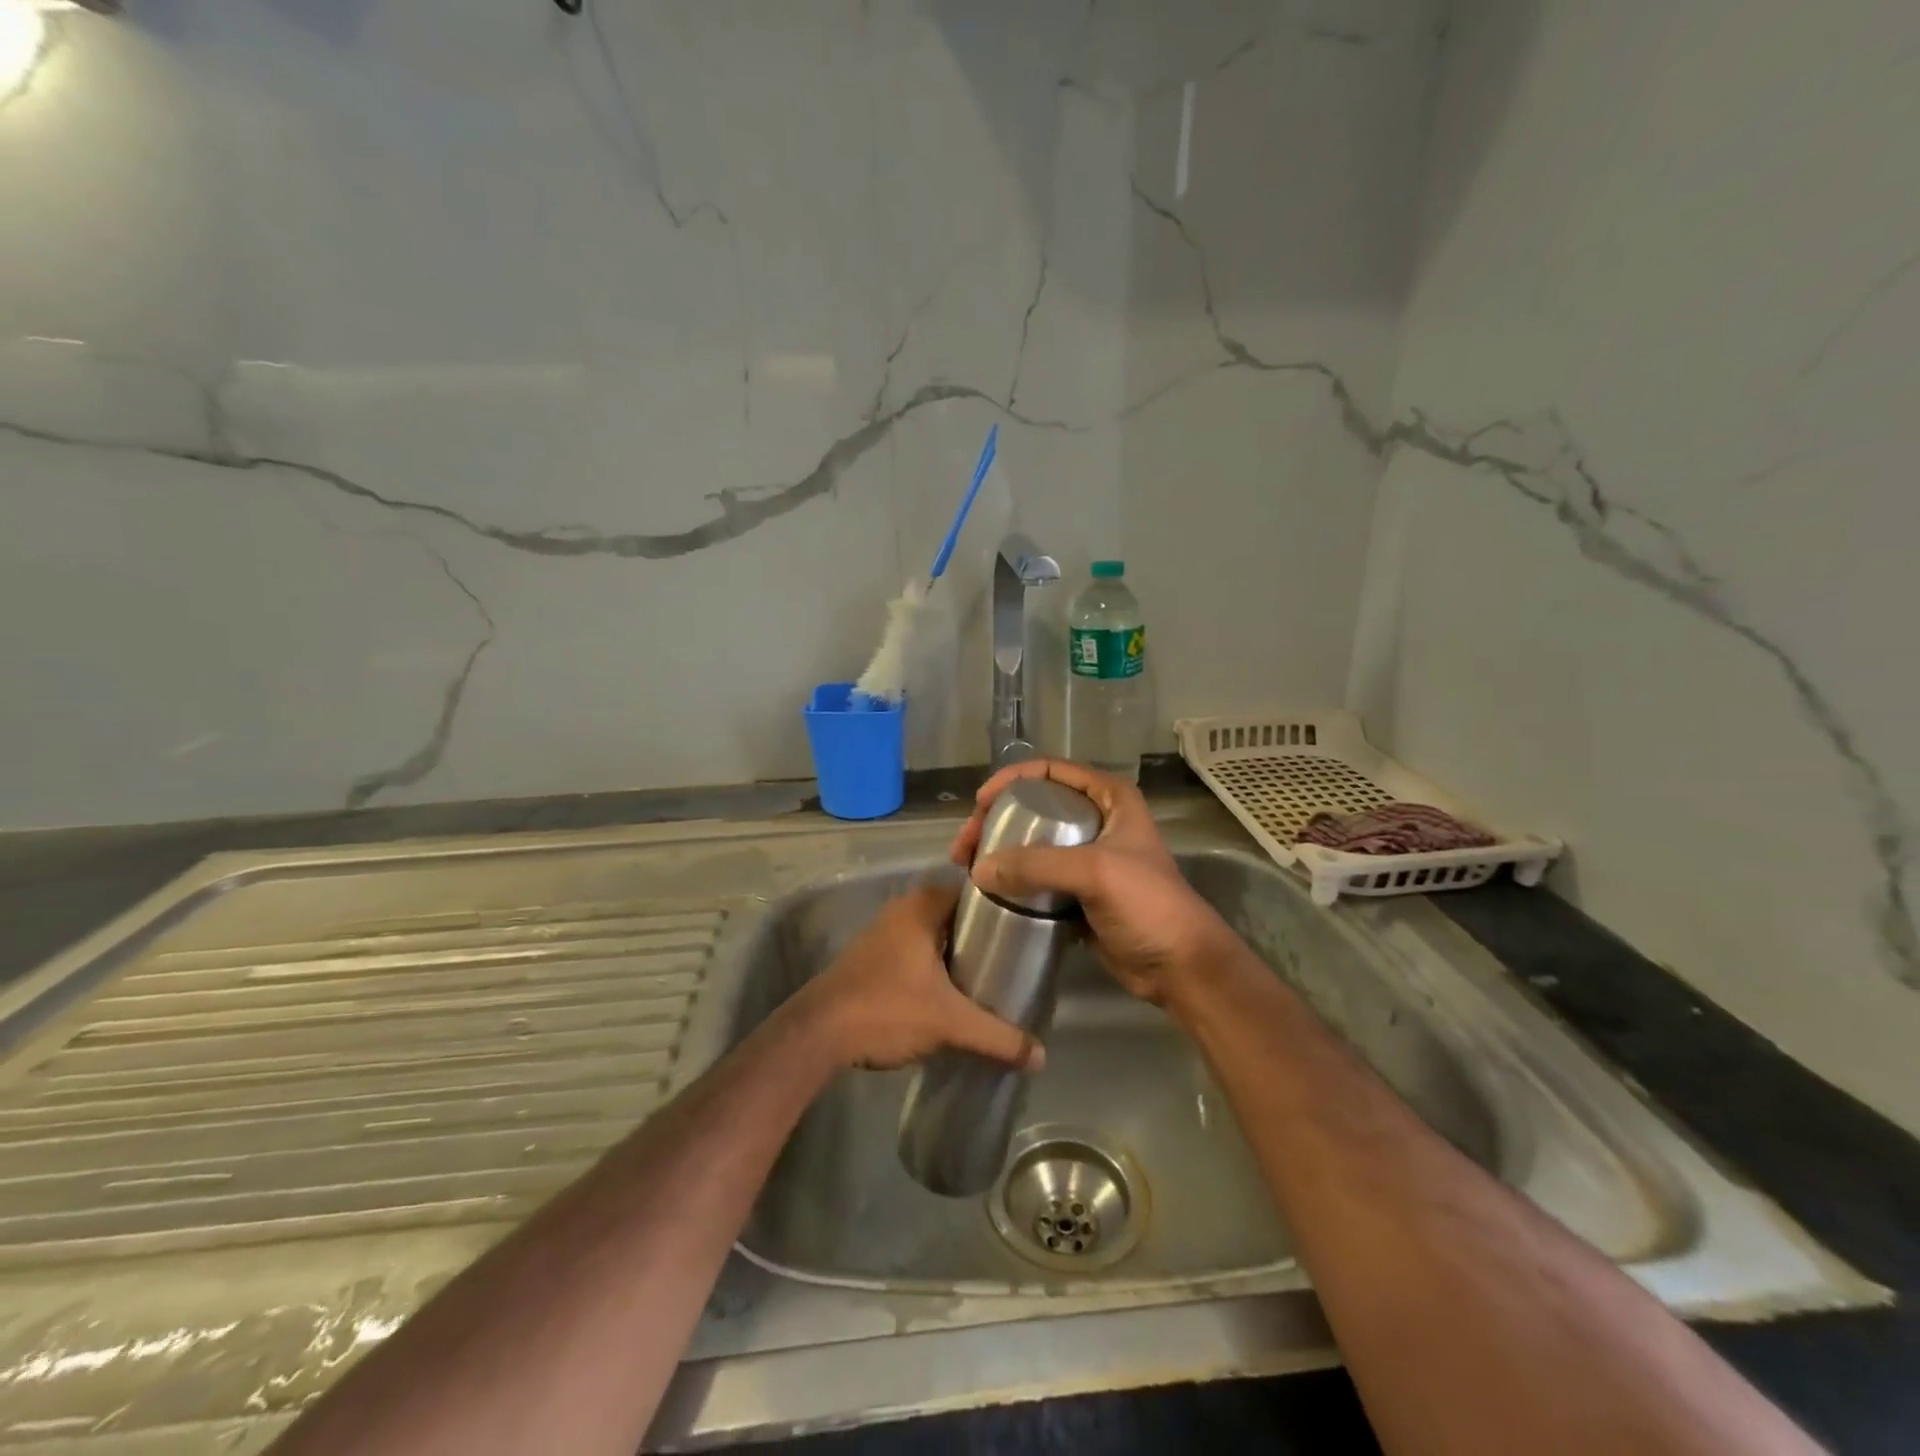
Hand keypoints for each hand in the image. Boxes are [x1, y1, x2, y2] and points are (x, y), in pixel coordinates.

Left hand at [791, 878, 1044, 1072]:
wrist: (817, 1034)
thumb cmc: (886, 1009)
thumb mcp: (949, 1023)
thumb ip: (997, 1037)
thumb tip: (1041, 1056)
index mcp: (922, 906)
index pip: (974, 891)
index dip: (1002, 906)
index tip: (1029, 928)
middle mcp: (902, 910)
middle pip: (956, 916)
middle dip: (984, 936)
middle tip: (1016, 959)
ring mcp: (883, 934)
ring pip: (935, 936)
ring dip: (958, 954)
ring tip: (992, 978)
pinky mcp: (871, 959)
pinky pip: (916, 953)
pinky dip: (936, 967)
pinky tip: (954, 993)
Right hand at [953, 759, 1235, 1006]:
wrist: (1180, 966)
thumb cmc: (1148, 905)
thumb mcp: (1095, 872)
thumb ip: (1037, 865)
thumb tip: (979, 870)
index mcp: (1110, 799)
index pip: (1051, 771)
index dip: (1011, 779)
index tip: (980, 803)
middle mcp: (1097, 821)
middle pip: (1035, 807)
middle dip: (996, 820)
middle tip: (965, 845)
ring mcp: (1087, 858)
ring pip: (1032, 844)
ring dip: (999, 852)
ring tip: (967, 869)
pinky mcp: (1078, 893)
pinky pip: (1037, 878)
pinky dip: (1013, 882)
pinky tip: (988, 891)